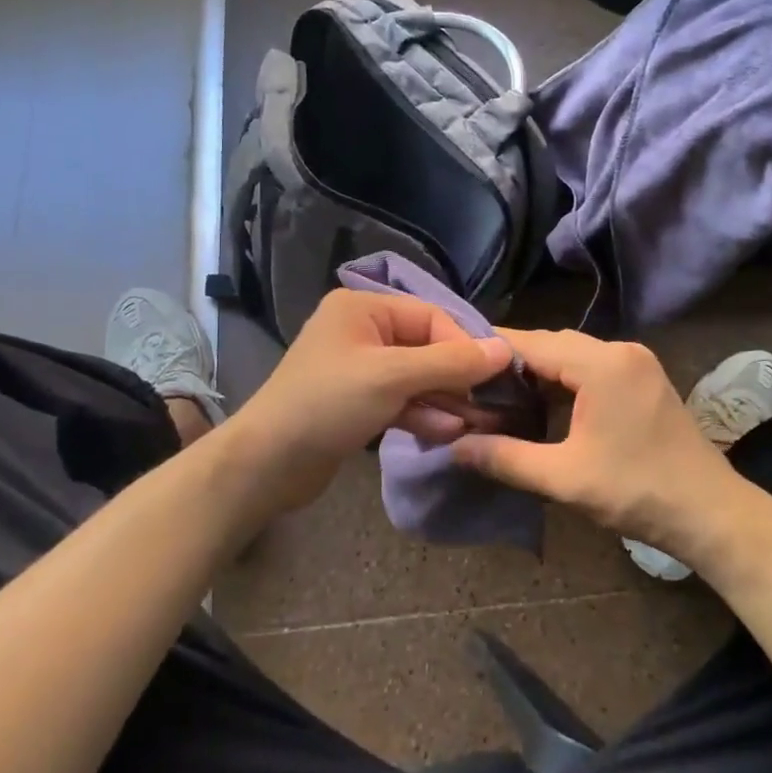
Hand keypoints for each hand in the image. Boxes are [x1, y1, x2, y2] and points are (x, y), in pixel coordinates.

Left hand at [236, 289, 511, 473]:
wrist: (266, 464)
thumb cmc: (328, 405)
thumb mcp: (393, 377)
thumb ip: (450, 363)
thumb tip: (505, 350)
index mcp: (363, 308)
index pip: (431, 317)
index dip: (464, 346)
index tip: (495, 377)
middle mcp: (361, 331)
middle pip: (425, 347)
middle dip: (455, 378)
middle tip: (488, 406)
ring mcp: (357, 368)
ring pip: (415, 377)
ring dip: (443, 400)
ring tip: (473, 425)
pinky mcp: (356, 402)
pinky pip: (399, 400)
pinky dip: (421, 413)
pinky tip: (446, 433)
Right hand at [452, 328, 764, 569]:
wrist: (712, 513)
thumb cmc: (637, 492)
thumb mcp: (564, 478)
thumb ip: (505, 458)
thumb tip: (454, 447)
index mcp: (602, 364)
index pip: (532, 343)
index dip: (491, 352)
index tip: (454, 363)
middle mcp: (621, 351)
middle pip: (552, 345)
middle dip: (512, 365)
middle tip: (472, 387)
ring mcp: (636, 364)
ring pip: (572, 357)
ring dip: (539, 374)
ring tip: (499, 398)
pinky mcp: (644, 380)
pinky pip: (592, 369)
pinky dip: (564, 383)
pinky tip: (543, 407)